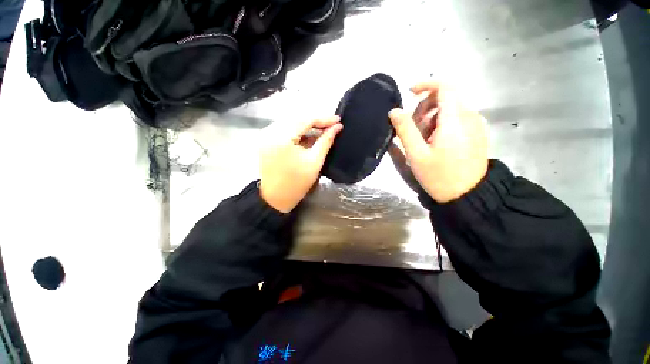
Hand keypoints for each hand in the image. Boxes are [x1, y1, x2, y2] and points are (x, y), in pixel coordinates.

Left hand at [260, 116, 342, 212]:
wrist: (275, 199)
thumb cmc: (297, 183)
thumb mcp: (315, 161)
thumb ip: (326, 141)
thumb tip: (337, 127)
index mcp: (282, 137)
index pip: (305, 120)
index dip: (323, 119)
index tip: (338, 119)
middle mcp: (270, 132)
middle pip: (297, 119)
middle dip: (315, 121)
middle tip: (331, 125)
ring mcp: (266, 136)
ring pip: (290, 123)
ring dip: (306, 126)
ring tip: (322, 130)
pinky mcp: (265, 141)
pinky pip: (284, 130)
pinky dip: (297, 132)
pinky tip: (308, 136)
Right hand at [388, 82, 488, 203]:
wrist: (468, 195)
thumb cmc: (439, 176)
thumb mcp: (416, 154)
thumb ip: (405, 130)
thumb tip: (394, 111)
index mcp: (454, 120)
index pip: (445, 87)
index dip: (426, 85)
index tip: (410, 93)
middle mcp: (469, 117)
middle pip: (444, 98)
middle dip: (424, 109)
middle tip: (412, 130)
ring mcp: (475, 125)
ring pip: (449, 110)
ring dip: (431, 119)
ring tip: (422, 141)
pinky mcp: (477, 133)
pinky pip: (456, 119)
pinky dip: (441, 125)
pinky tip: (435, 143)